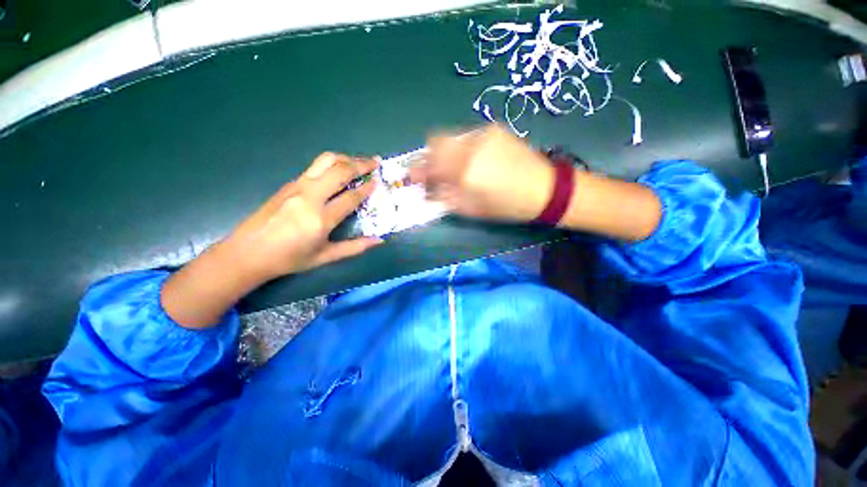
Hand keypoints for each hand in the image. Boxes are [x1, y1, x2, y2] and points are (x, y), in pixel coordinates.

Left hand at [224, 152, 381, 282]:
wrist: (248, 252)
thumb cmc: (289, 258)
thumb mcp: (326, 257)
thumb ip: (355, 247)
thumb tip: (379, 240)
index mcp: (320, 219)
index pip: (351, 197)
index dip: (367, 189)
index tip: (379, 182)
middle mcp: (309, 197)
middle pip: (339, 171)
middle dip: (361, 164)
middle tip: (376, 162)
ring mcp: (297, 187)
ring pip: (325, 161)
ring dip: (346, 158)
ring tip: (360, 161)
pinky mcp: (289, 184)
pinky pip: (315, 167)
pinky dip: (333, 163)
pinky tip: (340, 169)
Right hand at [411, 124, 553, 221]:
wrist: (545, 188)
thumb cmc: (508, 206)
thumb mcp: (473, 210)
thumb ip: (446, 199)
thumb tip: (428, 191)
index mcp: (465, 171)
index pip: (429, 164)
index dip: (417, 171)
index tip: (414, 178)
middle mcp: (470, 146)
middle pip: (435, 141)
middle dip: (428, 156)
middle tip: (432, 171)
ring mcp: (483, 134)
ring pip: (450, 137)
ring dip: (444, 151)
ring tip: (453, 167)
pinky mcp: (494, 129)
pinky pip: (467, 136)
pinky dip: (460, 147)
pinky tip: (472, 159)